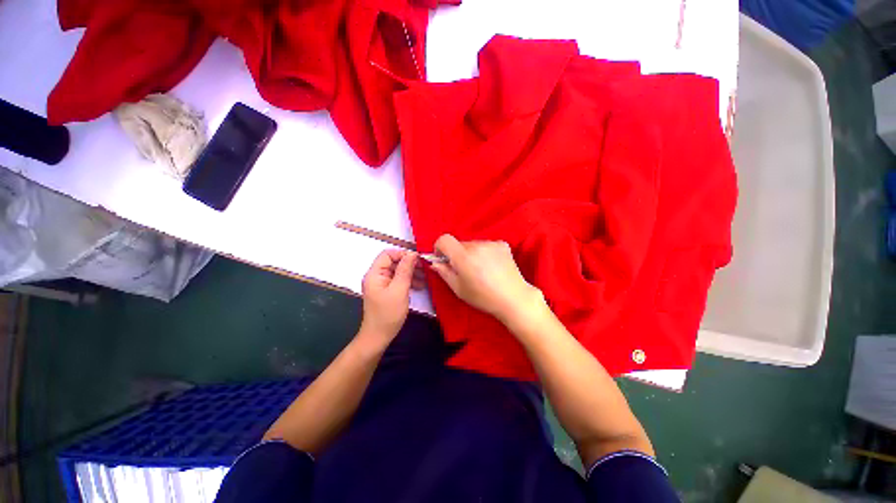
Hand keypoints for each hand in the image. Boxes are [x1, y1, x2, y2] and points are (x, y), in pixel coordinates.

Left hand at [359, 250, 423, 346]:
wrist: (379, 337)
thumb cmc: (388, 314)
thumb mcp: (399, 290)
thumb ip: (405, 270)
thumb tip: (413, 254)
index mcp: (374, 274)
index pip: (387, 254)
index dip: (402, 254)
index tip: (417, 259)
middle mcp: (376, 276)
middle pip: (393, 262)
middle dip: (409, 264)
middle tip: (424, 269)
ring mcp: (381, 284)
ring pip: (398, 271)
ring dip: (411, 273)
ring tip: (424, 278)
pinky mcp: (387, 291)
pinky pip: (398, 280)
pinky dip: (408, 281)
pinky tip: (419, 286)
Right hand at [430, 234, 543, 324]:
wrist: (513, 299)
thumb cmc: (483, 297)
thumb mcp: (458, 289)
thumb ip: (444, 272)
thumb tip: (435, 262)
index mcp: (463, 257)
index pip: (444, 239)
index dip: (440, 247)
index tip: (444, 259)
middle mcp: (477, 245)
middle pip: (460, 243)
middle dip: (458, 254)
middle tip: (465, 270)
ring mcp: (491, 243)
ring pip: (473, 244)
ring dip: (472, 253)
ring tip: (481, 270)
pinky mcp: (502, 244)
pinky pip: (486, 245)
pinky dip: (485, 253)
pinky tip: (492, 266)